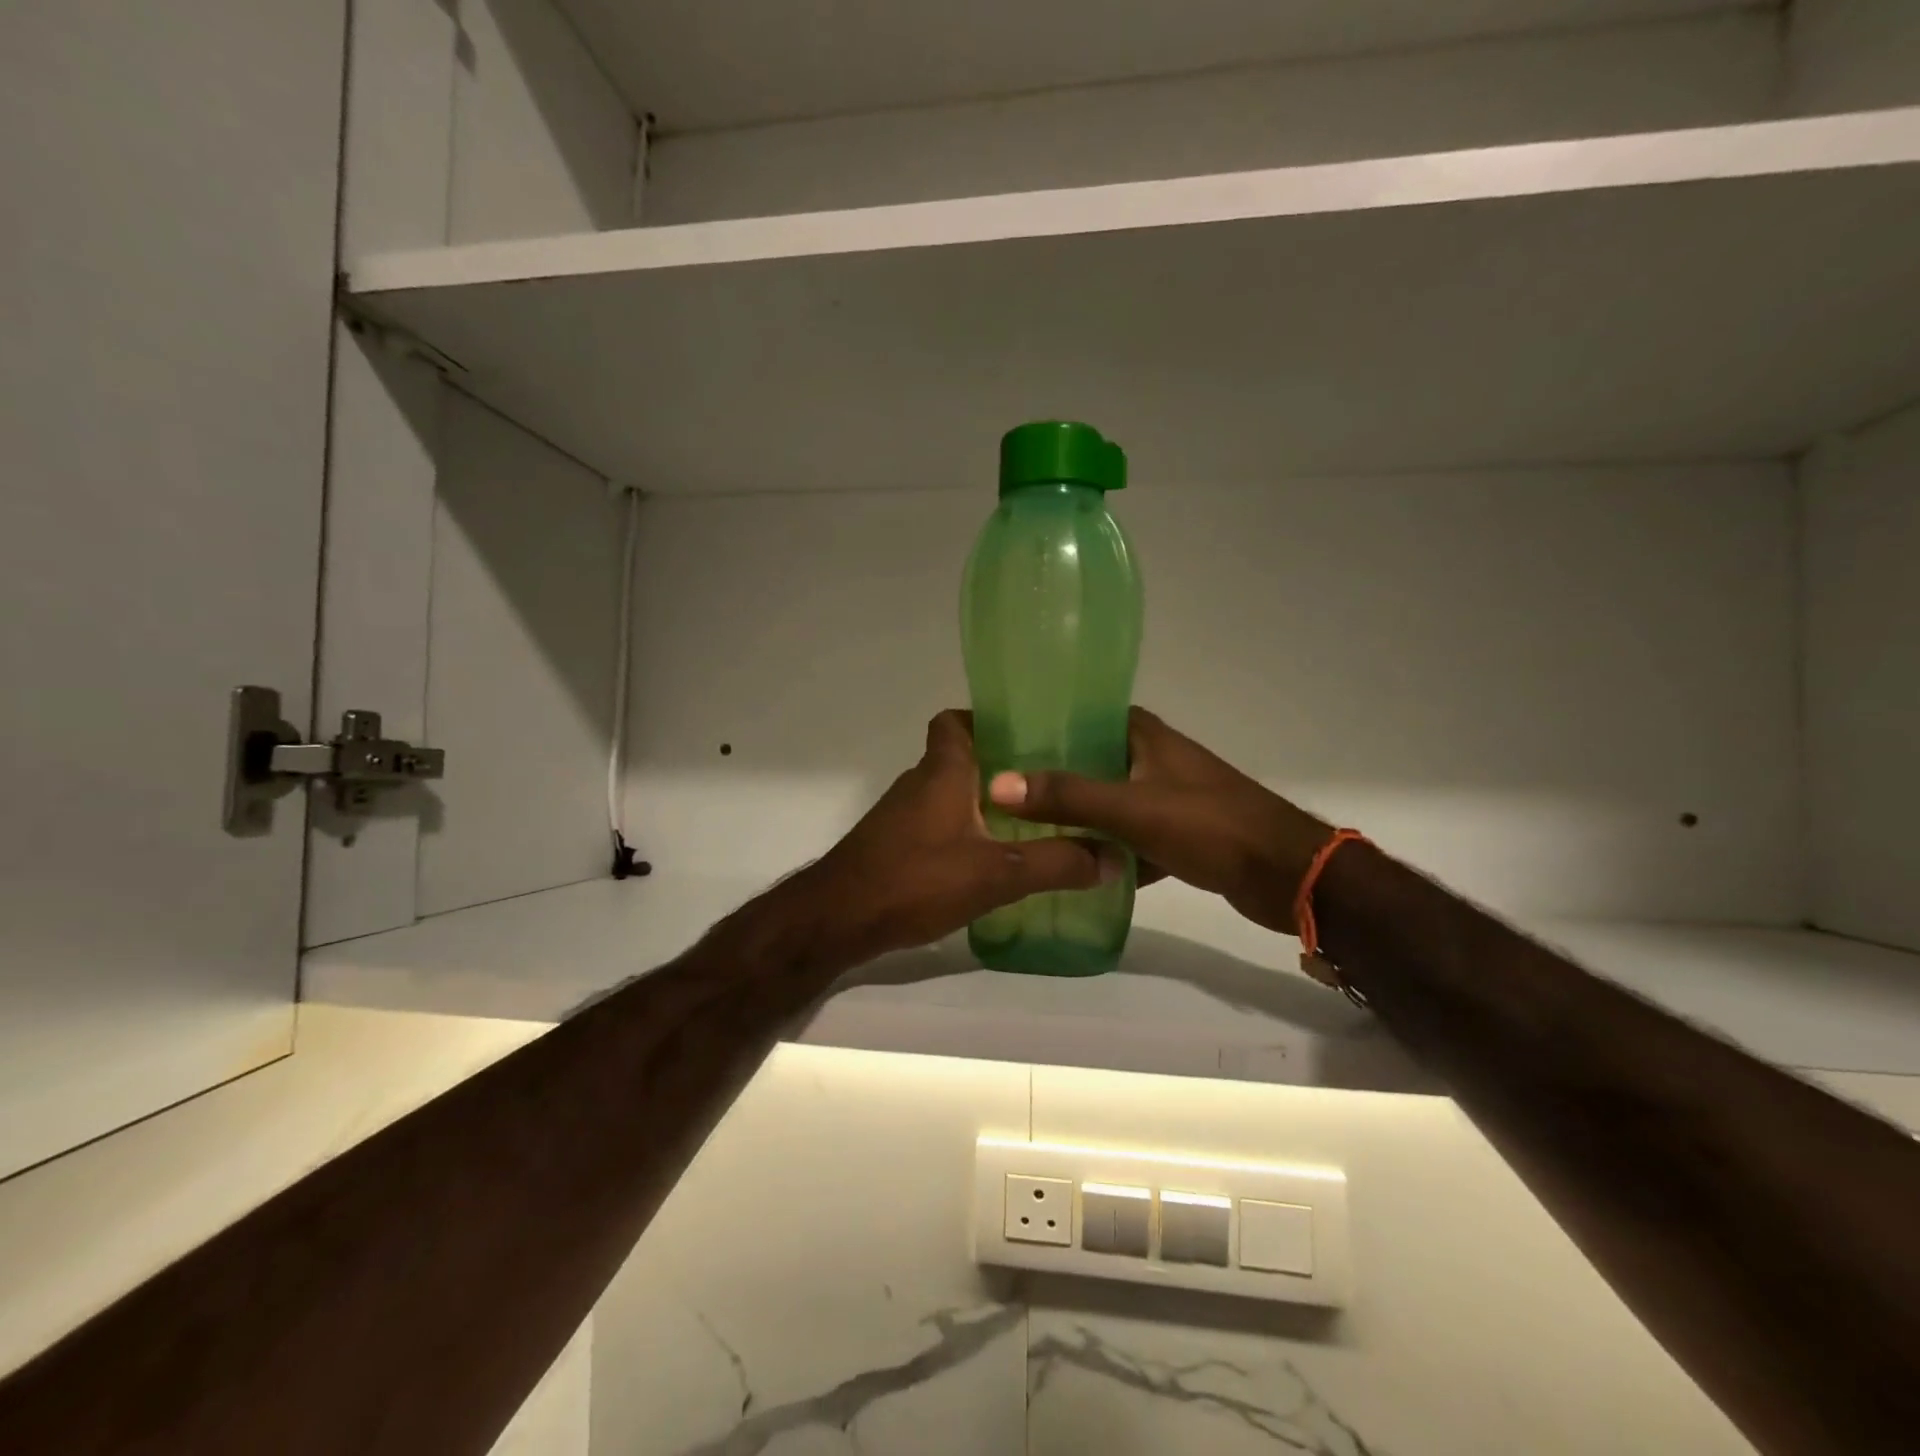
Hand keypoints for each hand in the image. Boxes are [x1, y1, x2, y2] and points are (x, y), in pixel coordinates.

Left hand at [794, 711, 1120, 970]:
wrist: (839, 919)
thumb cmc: (916, 879)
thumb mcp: (997, 873)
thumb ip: (1056, 864)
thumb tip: (1113, 857)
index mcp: (943, 771)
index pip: (954, 721)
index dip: (985, 720)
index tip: (1027, 737)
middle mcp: (919, 783)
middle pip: (960, 758)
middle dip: (1001, 769)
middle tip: (1048, 787)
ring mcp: (902, 816)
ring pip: (949, 794)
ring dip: (983, 804)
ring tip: (1031, 824)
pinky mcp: (894, 845)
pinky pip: (937, 825)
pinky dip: (963, 833)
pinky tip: (990, 861)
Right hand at [987, 708, 1331, 935]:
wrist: (1287, 876)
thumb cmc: (1210, 826)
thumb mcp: (1132, 809)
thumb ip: (1068, 796)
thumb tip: (997, 783)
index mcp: (1147, 737)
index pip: (1087, 715)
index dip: (1048, 724)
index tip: (1005, 740)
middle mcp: (1156, 760)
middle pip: (1093, 761)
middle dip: (1054, 776)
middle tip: (1003, 791)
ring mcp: (1169, 799)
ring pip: (1110, 803)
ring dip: (1078, 816)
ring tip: (1026, 828)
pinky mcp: (1179, 836)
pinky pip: (1130, 838)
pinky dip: (1107, 850)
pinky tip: (1073, 867)